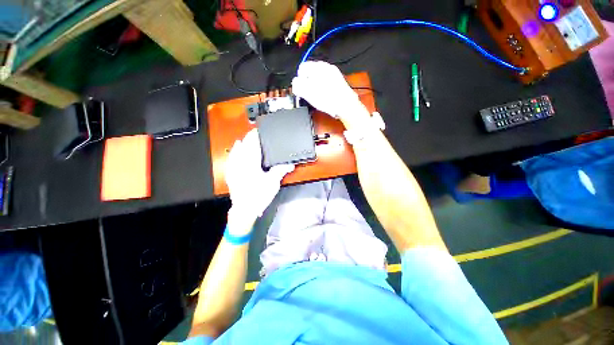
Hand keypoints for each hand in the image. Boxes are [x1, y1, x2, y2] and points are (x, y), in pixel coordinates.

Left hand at [225, 129, 294, 224]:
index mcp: (251, 163)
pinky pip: (230, 160)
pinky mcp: (231, 175)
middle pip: (243, 147)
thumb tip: (290, 164)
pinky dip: (233, 154)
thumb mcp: (272, 183)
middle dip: (248, 139)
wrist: (244, 210)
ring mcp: (234, 169)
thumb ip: (280, 171)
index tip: (257, 130)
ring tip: (243, 139)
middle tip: (253, 134)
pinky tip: (234, 152)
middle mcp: (241, 163)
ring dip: (240, 145)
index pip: (252, 145)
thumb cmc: (258, 195)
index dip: (255, 136)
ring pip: (235, 152)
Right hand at [291, 61, 369, 122]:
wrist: (346, 106)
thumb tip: (295, 83)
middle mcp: (327, 68)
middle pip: (310, 73)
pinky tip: (324, 97)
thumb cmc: (329, 100)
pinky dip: (322, 89)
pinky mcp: (337, 82)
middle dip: (307, 83)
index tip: (300, 89)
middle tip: (308, 94)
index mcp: (319, 67)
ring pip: (318, 78)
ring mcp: (333, 75)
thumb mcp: (308, 93)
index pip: (302, 68)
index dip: (299, 79)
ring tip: (317, 97)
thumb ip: (298, 86)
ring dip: (314, 86)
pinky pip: (325, 83)